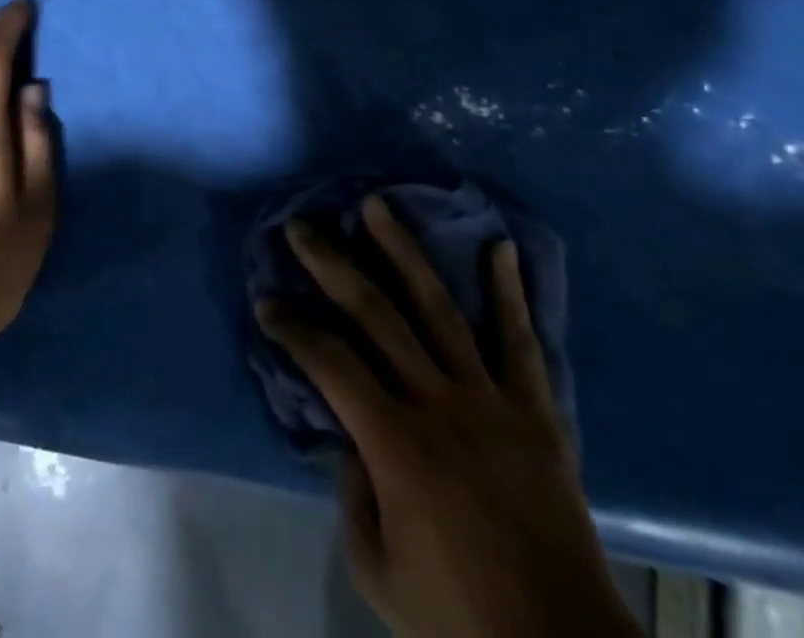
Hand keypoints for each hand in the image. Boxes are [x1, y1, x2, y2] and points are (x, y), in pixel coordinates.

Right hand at [257, 196, 636, 637]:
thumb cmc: (461, 619)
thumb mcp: (379, 571)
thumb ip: (353, 493)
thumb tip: (348, 434)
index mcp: (395, 444)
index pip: (328, 363)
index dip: (292, 329)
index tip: (267, 303)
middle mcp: (438, 403)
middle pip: (375, 315)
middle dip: (331, 265)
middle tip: (302, 227)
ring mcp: (490, 400)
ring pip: (438, 308)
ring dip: (403, 251)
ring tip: (377, 206)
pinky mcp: (536, 412)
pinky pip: (520, 342)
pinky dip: (509, 292)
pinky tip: (500, 246)